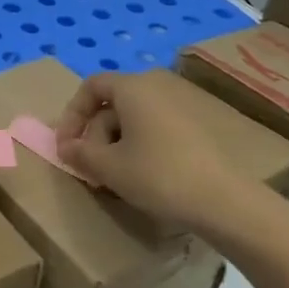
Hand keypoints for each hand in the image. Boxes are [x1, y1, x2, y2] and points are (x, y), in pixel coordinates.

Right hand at [55, 69, 280, 242]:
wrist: (223, 201)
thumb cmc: (157, 176)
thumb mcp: (108, 167)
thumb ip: (79, 153)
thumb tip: (66, 147)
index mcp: (133, 87)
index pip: (91, 86)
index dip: (71, 115)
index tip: (65, 146)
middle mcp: (157, 87)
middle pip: (111, 103)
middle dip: (93, 134)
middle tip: (88, 168)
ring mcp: (180, 105)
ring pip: (133, 118)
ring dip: (114, 143)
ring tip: (112, 176)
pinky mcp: (196, 126)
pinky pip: (154, 127)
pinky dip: (138, 145)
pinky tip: (140, 175)